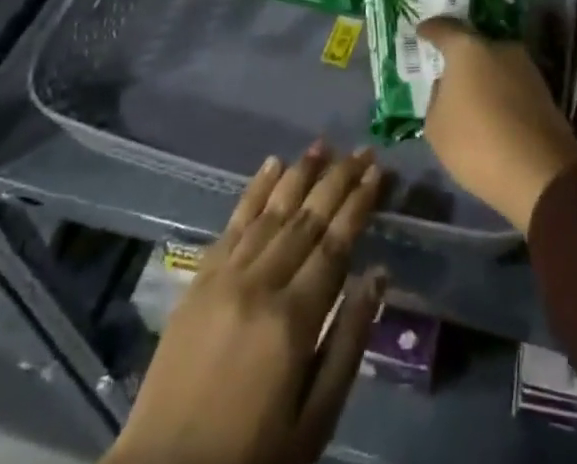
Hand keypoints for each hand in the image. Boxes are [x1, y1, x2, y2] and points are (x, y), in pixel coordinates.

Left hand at [111, 145, 387, 463]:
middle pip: (307, 219)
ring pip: (271, 211)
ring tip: (322, 145)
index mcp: (293, 320)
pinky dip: (254, 191)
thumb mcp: (314, 421)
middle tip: (362, 150)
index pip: (335, 244)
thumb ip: (348, 343)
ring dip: (300, 174)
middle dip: (338, 180)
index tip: (378, 172)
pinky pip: (232, 224)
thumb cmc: (253, 457)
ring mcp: (225, 277)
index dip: (358, 204)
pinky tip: (271, 166)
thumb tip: (378, 275)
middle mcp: (260, 284)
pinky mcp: (198, 280)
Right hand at [418, 17, 576, 231]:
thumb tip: (447, 85)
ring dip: (483, 76)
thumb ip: (436, 97)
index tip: (422, 32)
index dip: (431, 30)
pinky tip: (493, 111)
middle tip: (448, 72)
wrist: (540, 173)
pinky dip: (500, 92)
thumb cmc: (477, 143)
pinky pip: (511, 83)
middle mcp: (499, 47)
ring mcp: (525, 66)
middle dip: (460, 57)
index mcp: (467, 48)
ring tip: (471, 97)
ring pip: (495, 64)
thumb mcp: (436, 126)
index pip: (444, 28)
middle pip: (473, 45)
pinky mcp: (543, 89)